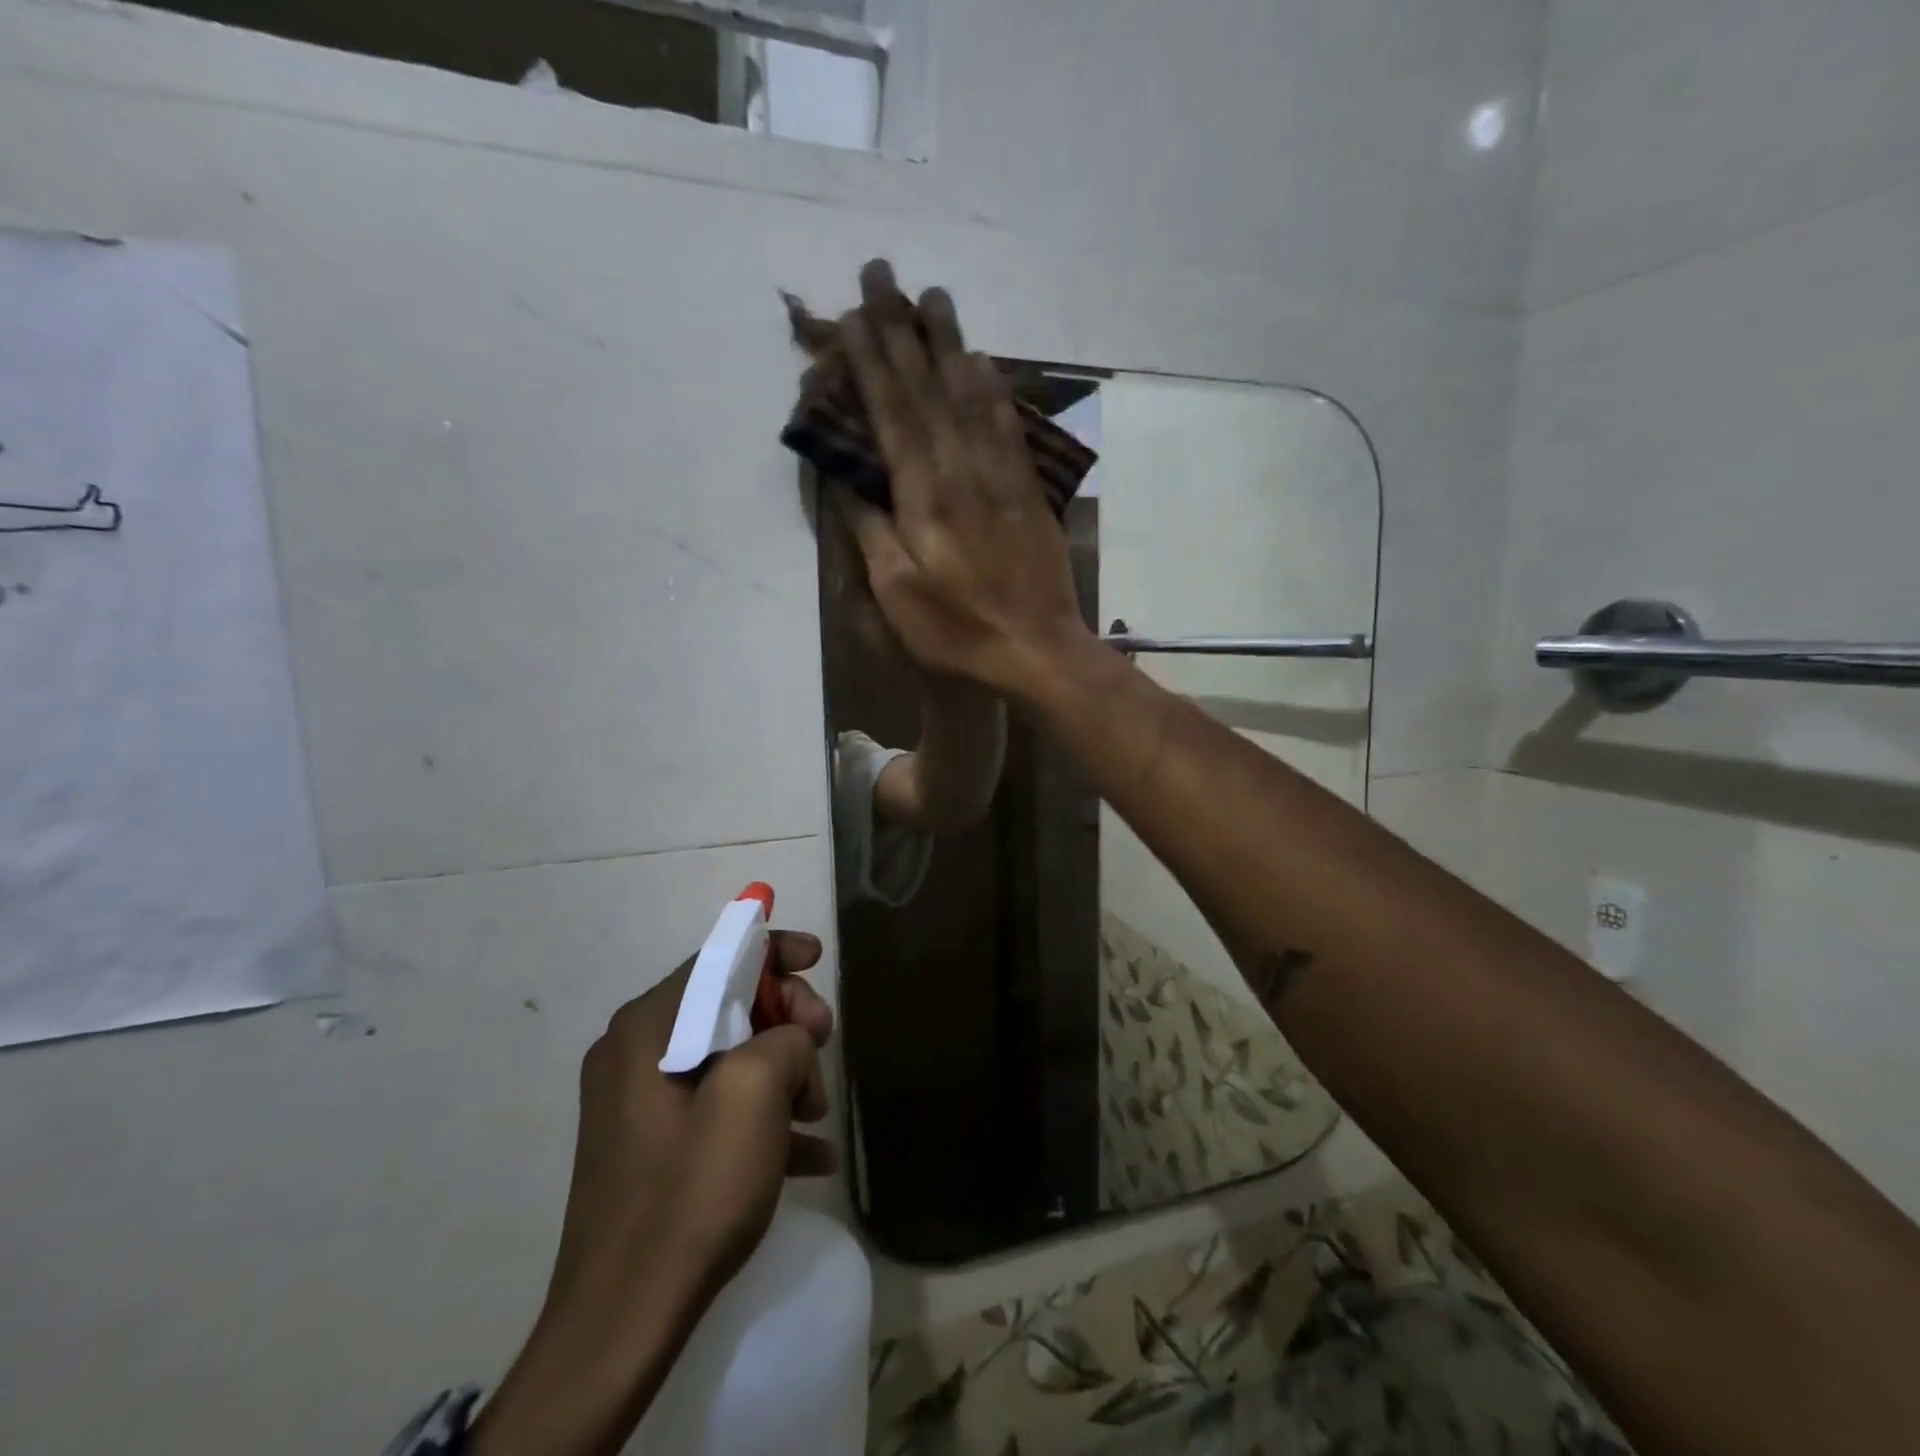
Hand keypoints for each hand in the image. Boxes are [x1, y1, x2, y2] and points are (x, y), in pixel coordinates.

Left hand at [470, 932, 834, 1455]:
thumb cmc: (691, 1189)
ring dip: (783, 1074)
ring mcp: (641, 1102)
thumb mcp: (755, 1093)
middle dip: (786, 1022)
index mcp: (648, 1026)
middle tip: (823, 1049)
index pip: (719, 958)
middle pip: (730, 1005)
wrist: (623, 1320)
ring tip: (816, 1116)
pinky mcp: (653, 1145)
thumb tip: (790, 1042)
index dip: (774, 949)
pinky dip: (763, 1116)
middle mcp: (636, 1051)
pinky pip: (716, 1107)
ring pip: (731, 1057)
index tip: (817, 958)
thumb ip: (785, 1038)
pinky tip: (810, 1153)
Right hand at [833, 260, 1092, 698]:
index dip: (871, 361)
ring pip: (971, 394)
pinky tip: (983, 360)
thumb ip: (870, 529)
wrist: (1037, 647)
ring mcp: (1001, 476)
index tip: (854, 314)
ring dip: (950, 342)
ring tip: (933, 295)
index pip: (893, 413)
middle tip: (883, 274)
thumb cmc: (957, 630)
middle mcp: (962, 472)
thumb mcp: (896, 593)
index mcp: (924, 498)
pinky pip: (1008, 425)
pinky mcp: (1028, 490)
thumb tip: (844, 476)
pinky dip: (993, 386)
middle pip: (929, 389)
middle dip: (902, 330)